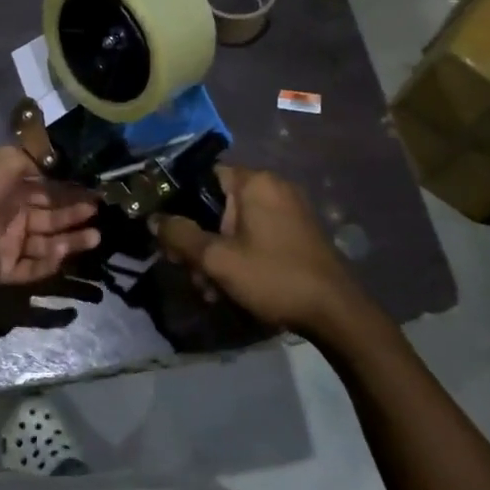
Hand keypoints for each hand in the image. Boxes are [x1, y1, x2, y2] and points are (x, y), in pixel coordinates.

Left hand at [0, 146, 99, 287]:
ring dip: (70, 240)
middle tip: (98, 212)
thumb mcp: (5, 160)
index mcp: (8, 188)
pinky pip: (31, 267)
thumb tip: (59, 166)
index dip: (69, 190)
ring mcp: (8, 244)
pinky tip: (63, 253)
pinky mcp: (4, 270)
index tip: (94, 190)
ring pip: (46, 244)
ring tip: (95, 237)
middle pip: (49, 217)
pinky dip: (49, 262)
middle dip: (74, 214)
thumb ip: (34, 159)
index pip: (45, 189)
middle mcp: (11, 215)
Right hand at [152, 165, 366, 336]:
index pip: (203, 176)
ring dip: (217, 254)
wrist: (335, 312)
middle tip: (190, 273)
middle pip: (217, 205)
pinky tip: (233, 287)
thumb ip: (180, 236)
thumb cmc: (273, 277)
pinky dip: (240, 256)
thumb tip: (154, 219)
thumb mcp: (218, 259)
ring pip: (235, 225)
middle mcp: (272, 187)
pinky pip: (256, 235)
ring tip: (211, 290)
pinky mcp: (297, 232)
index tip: (169, 233)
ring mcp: (288, 210)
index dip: (180, 203)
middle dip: (199, 240)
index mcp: (254, 182)